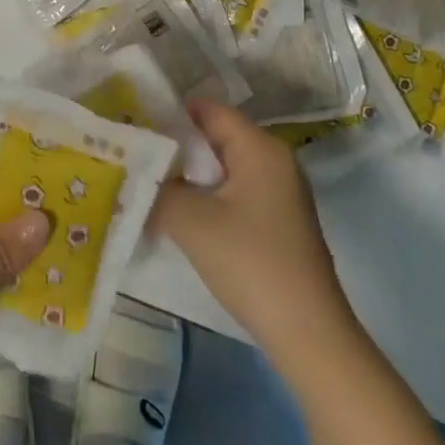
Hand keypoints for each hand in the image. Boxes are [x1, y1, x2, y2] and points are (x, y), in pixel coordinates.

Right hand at [153, 97, 356, 371]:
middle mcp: (274, 159)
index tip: (135, 127)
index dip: (169, 113)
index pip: (208, 109)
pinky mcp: (279, 220)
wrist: (309, 335)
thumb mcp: (192, 222)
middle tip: (136, 156)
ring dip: (190, 174)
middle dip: (176, 146)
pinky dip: (208, 195)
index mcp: (260, 147)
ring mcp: (280, 191)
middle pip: (216, 136)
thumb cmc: (251, 264)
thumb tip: (137, 176)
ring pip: (224, 166)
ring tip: (150, 184)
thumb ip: (159, 189)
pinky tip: (182, 214)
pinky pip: (235, 190)